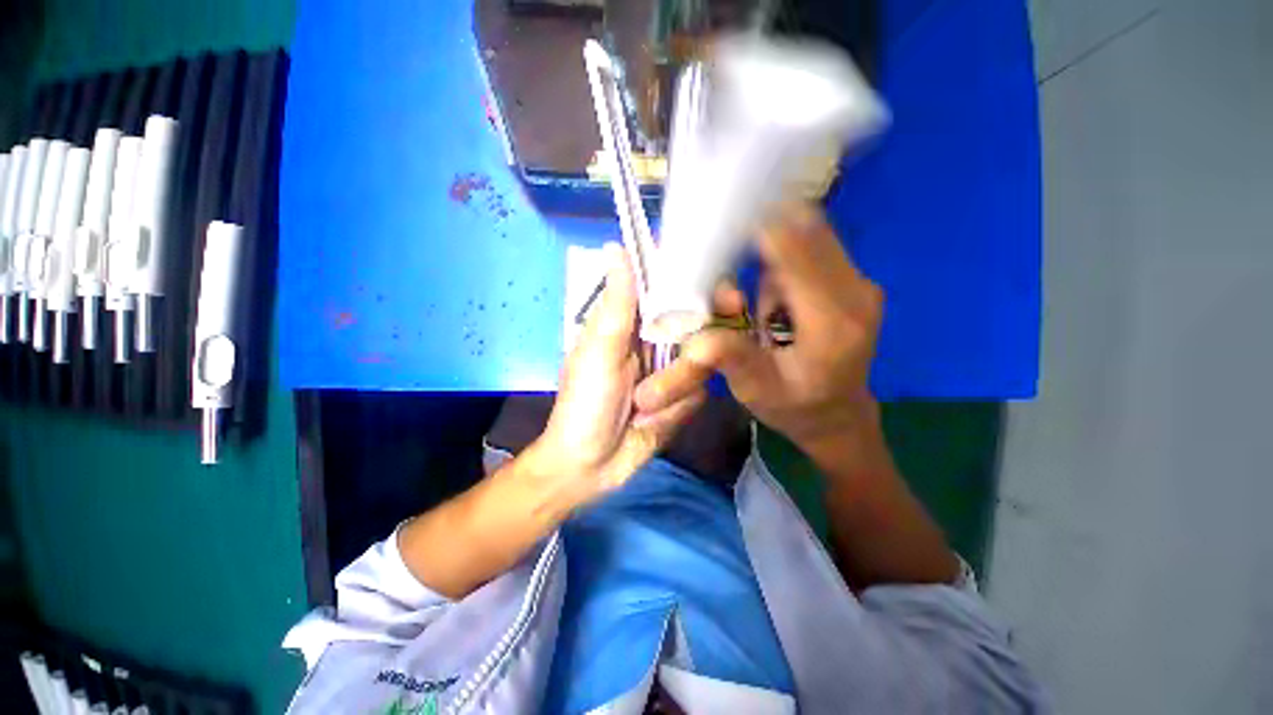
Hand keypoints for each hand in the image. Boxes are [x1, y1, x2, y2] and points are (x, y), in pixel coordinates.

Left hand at [529, 243, 710, 509]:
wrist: (590, 466)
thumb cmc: (586, 404)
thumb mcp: (599, 351)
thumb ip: (616, 305)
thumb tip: (617, 247)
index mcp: (631, 325)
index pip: (667, 292)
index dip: (689, 284)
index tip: (712, 285)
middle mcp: (655, 344)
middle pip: (694, 330)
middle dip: (687, 352)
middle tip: (665, 372)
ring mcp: (671, 373)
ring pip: (700, 367)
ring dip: (672, 392)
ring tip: (641, 410)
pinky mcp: (681, 401)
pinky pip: (698, 395)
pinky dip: (677, 410)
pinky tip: (652, 423)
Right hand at [649, 203, 884, 457]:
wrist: (838, 417)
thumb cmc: (795, 407)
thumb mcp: (757, 391)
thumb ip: (732, 359)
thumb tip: (698, 339)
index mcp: (832, 323)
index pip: (795, 251)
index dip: (758, 227)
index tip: (722, 218)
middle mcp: (855, 293)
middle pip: (806, 232)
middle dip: (761, 236)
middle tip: (730, 268)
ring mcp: (859, 285)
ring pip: (808, 237)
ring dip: (771, 256)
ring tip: (759, 309)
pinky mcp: (852, 283)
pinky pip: (814, 249)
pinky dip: (783, 259)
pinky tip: (773, 301)